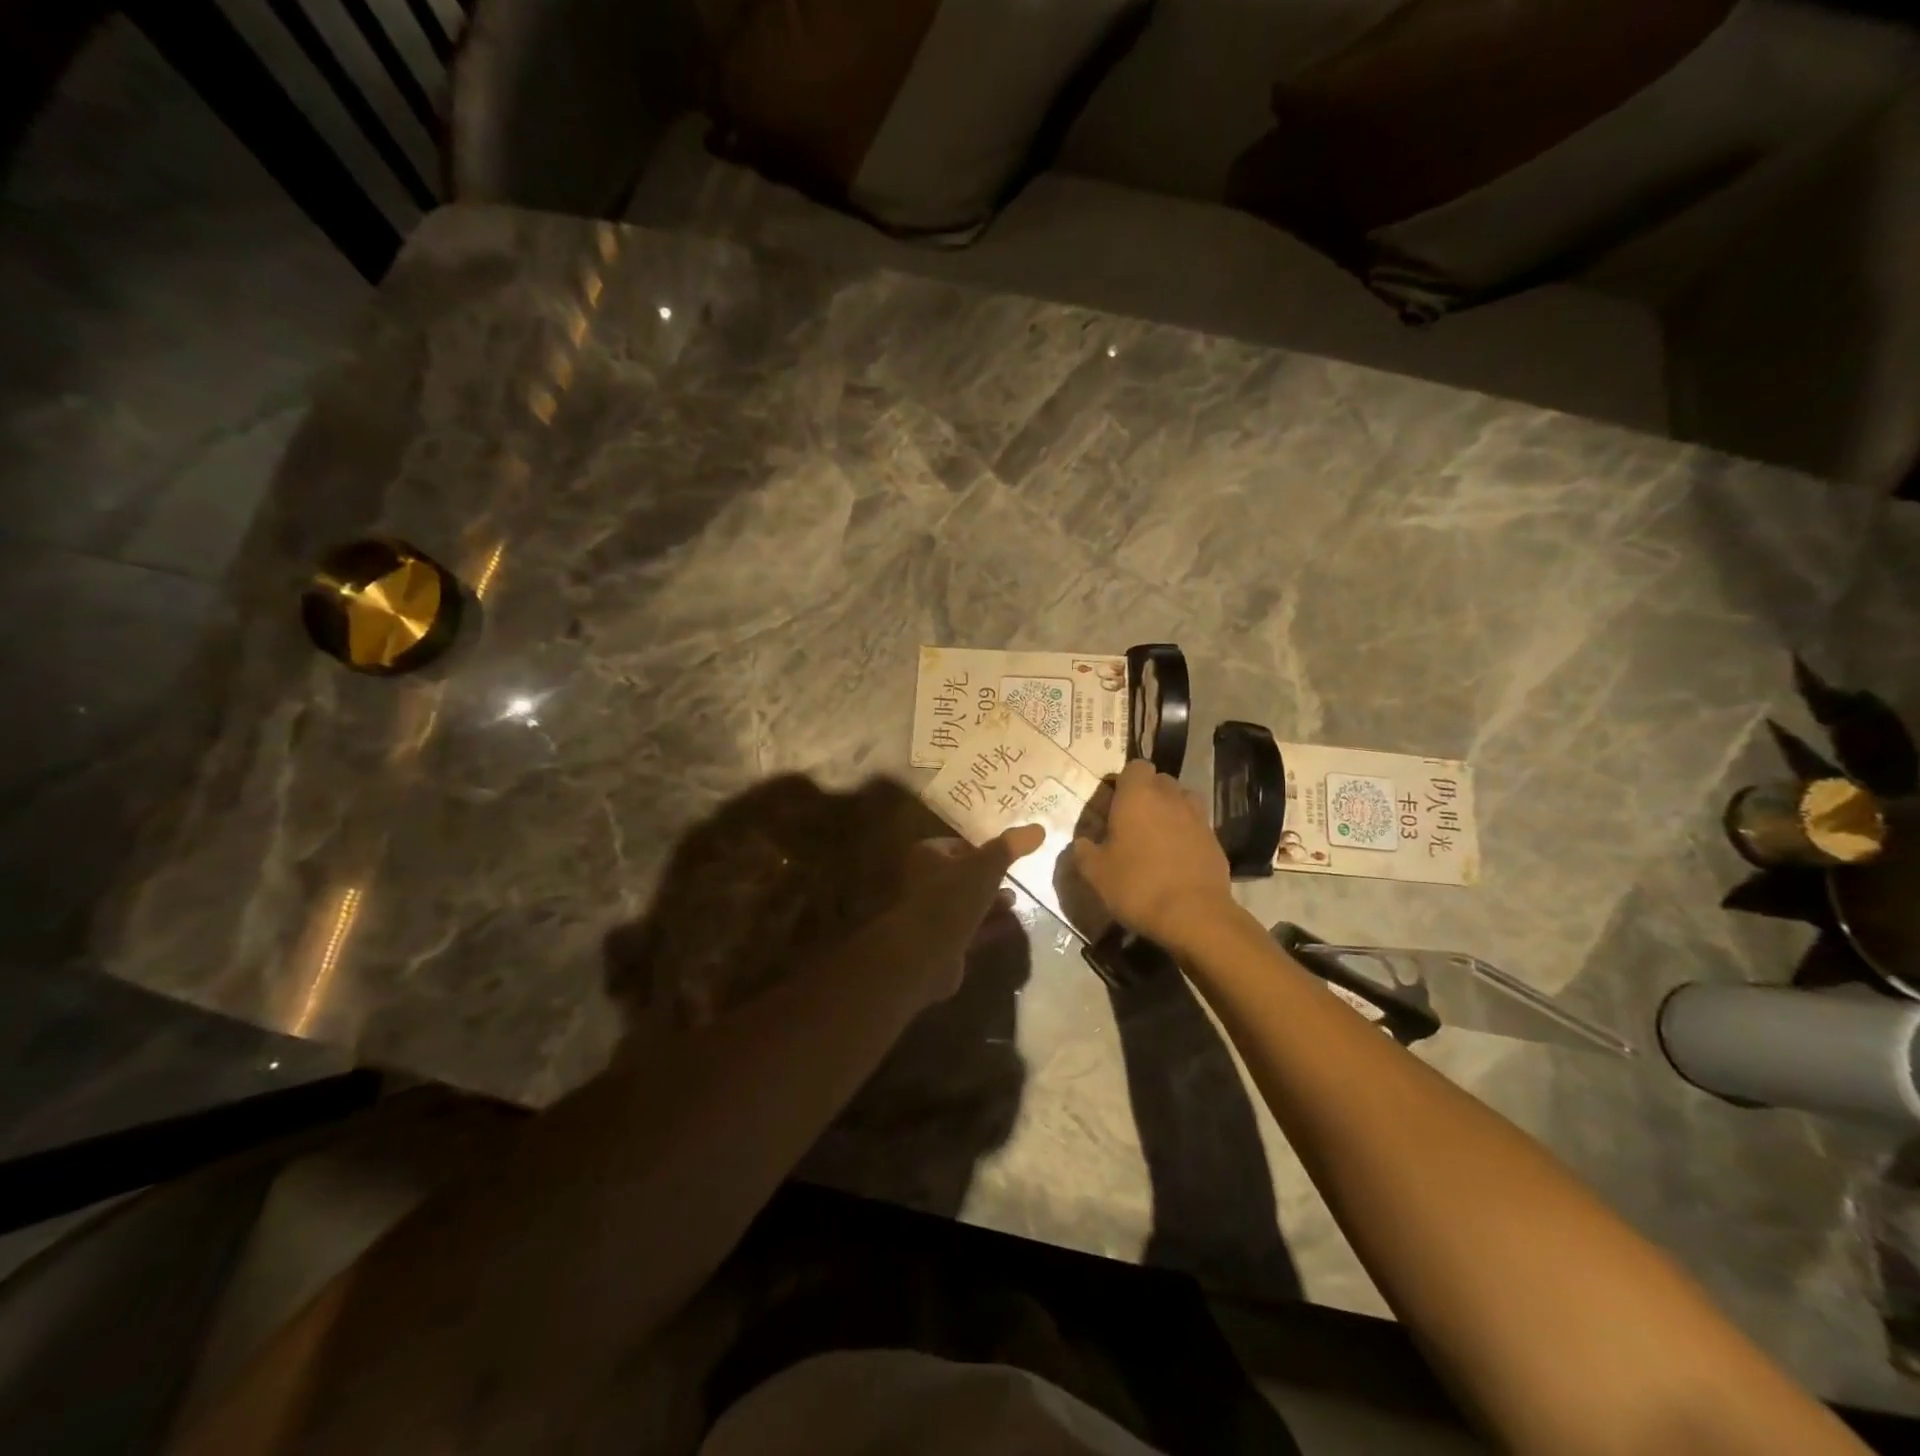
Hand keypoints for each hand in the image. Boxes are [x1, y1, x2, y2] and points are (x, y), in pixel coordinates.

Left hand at [889, 824, 1044, 1003]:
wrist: (925, 955)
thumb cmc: (951, 900)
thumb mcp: (985, 867)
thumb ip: (1010, 847)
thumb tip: (1038, 828)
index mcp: (929, 856)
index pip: (960, 844)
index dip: (984, 848)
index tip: (1011, 853)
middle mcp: (926, 881)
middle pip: (963, 874)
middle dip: (989, 877)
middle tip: (1016, 877)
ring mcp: (933, 913)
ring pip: (967, 902)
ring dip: (990, 901)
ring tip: (1015, 900)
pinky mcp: (942, 940)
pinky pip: (971, 927)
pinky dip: (989, 925)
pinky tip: (1011, 925)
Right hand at [1071, 760, 1235, 950]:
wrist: (1193, 915)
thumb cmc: (1137, 885)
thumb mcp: (1095, 873)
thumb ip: (1084, 851)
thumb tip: (1083, 843)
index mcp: (1138, 795)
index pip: (1135, 766)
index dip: (1124, 781)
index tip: (1113, 802)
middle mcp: (1170, 797)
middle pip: (1160, 780)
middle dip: (1147, 794)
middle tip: (1131, 821)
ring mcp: (1197, 817)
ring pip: (1182, 800)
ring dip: (1169, 810)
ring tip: (1156, 836)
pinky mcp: (1215, 840)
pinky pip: (1196, 826)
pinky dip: (1185, 834)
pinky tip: (1175, 858)